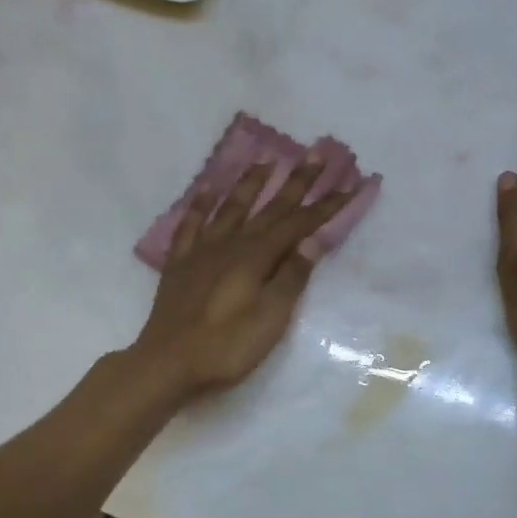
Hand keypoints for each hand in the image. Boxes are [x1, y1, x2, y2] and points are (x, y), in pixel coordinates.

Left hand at [129, 156, 356, 398]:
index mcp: (256, 257)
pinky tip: (207, 189)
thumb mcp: (270, 318)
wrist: (167, 363)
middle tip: (316, 154)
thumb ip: (291, 277)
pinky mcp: (179, 263)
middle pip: (270, 208)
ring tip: (265, 159)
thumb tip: (313, 239)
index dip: (325, 206)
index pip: (298, 225)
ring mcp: (202, 251)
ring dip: (250, 182)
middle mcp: (231, 244)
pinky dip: (200, 204)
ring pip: (231, 207)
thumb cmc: (226, 347)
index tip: (349, 184)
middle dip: (296, 181)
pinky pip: (191, 224)